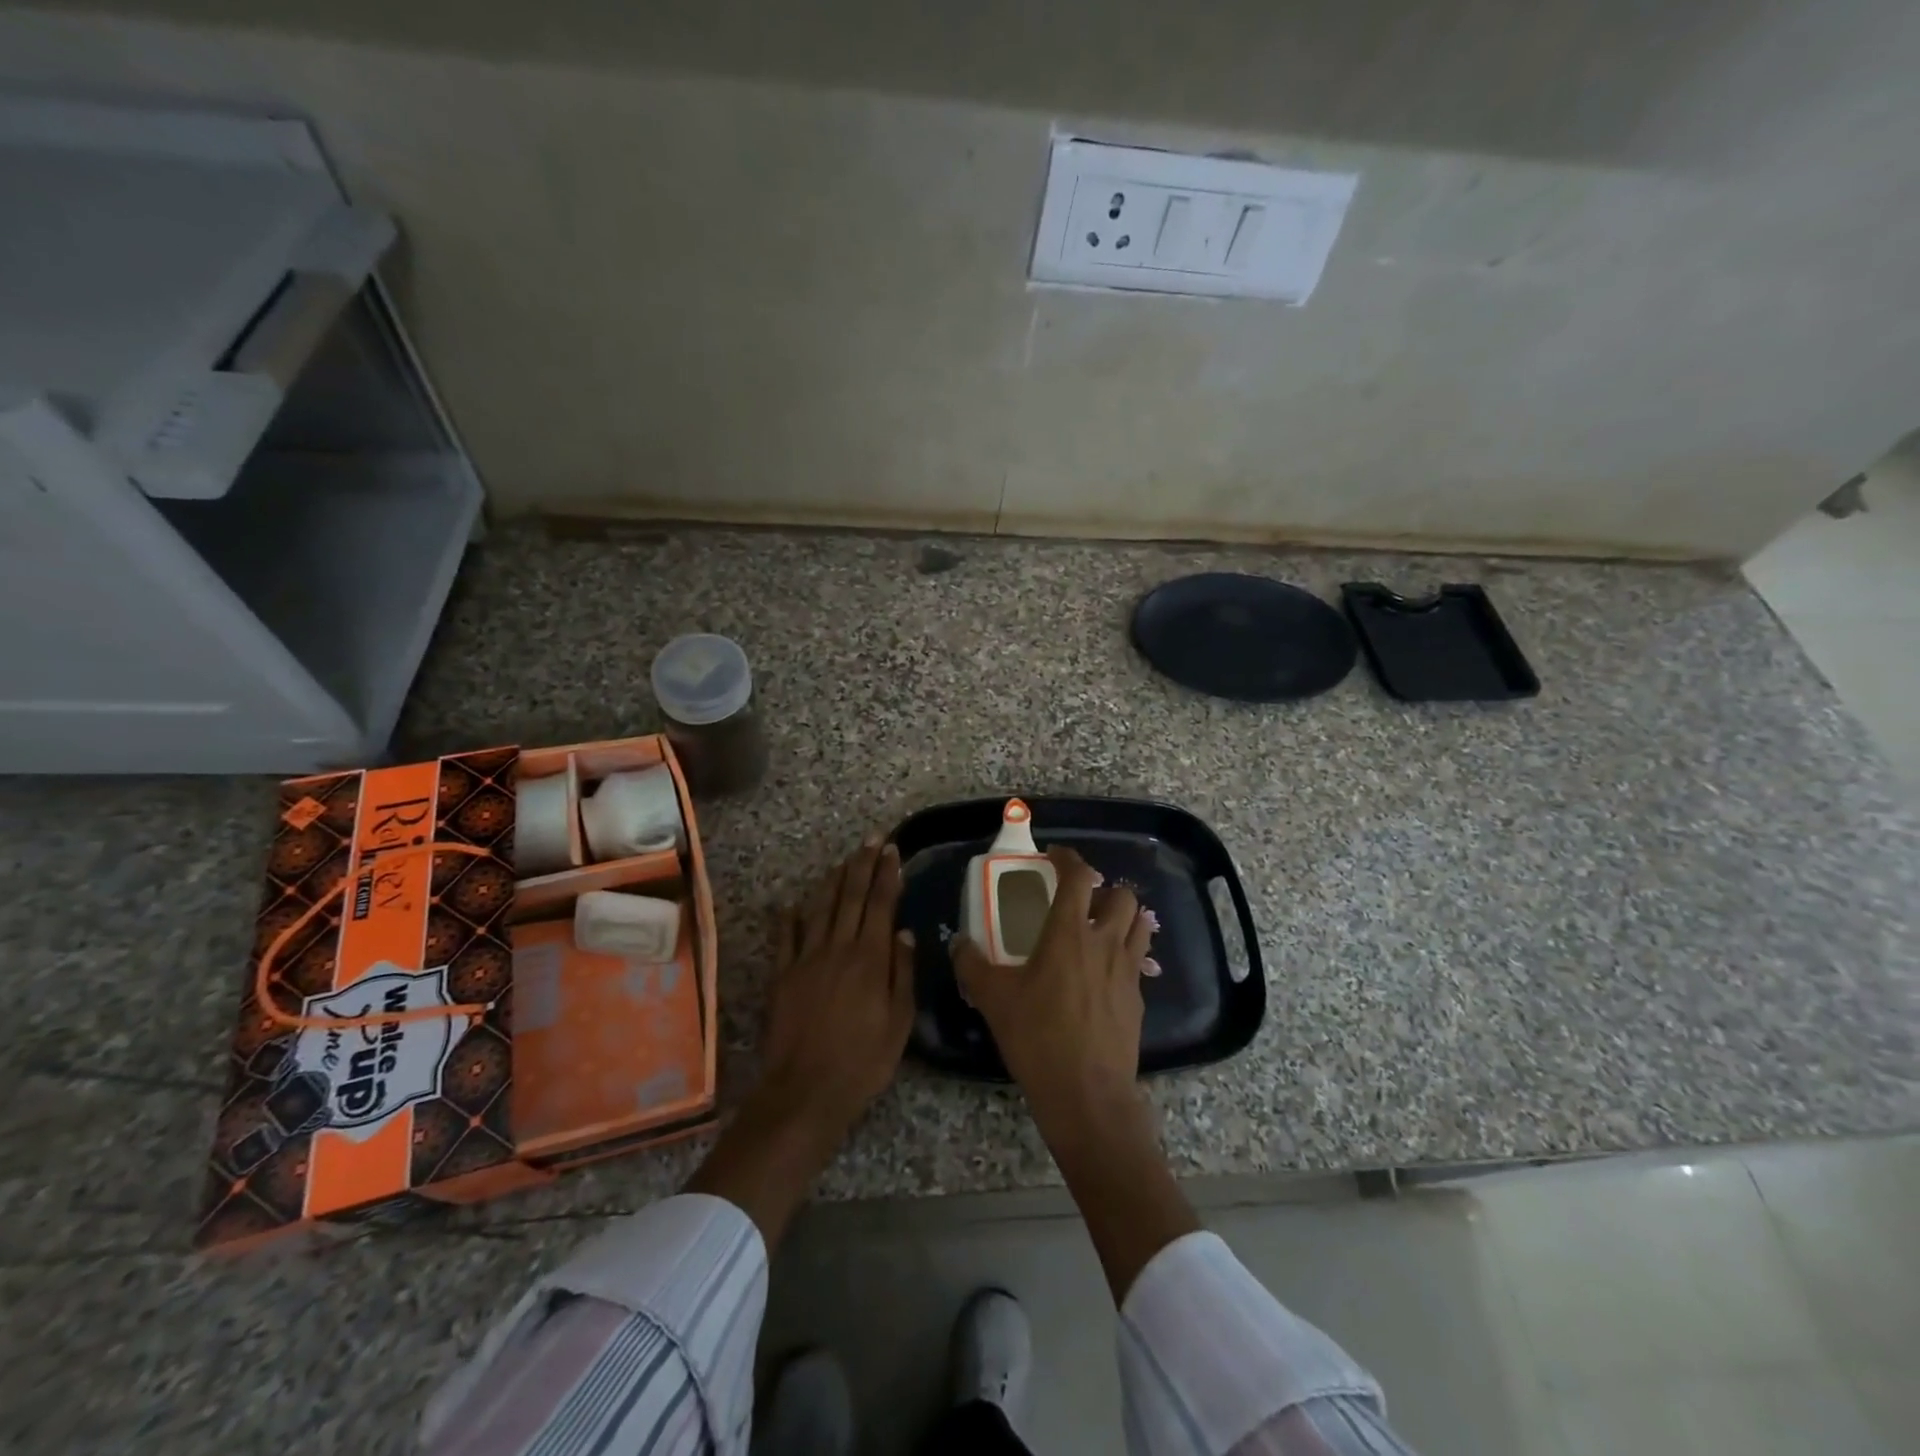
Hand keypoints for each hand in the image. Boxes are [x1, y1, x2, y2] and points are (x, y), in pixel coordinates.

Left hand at [686, 835, 913, 1250]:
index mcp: (870, 958)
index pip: (881, 904)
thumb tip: (904, 932)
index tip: (892, 851)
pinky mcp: (782, 975)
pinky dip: (791, 917)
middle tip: (871, 840)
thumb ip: (903, 973)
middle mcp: (838, 948)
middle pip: (852, 897)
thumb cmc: (863, 1061)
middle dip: (863, 865)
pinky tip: (794, 903)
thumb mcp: (899, 1023)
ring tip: (844, 860)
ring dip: (834, 881)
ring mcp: (806, 959)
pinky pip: (786, 937)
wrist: (805, 1091)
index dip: (887, 875)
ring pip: (821, 909)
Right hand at [952, 847, 1155, 1123]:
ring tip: (1098, 930)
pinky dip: (1124, 954)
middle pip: (1121, 895)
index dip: (1068, 858)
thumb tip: (959, 943)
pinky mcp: (1138, 998)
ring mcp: (1127, 970)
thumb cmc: (1037, 1037)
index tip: (1054, 856)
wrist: (1087, 1093)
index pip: (1078, 876)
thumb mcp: (993, 999)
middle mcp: (1104, 942)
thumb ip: (972, 965)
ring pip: (1139, 924)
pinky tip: (1103, 975)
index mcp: (1068, 933)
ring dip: (1122, 917)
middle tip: (1080, 902)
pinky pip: (1138, 961)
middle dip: (1103, 889)